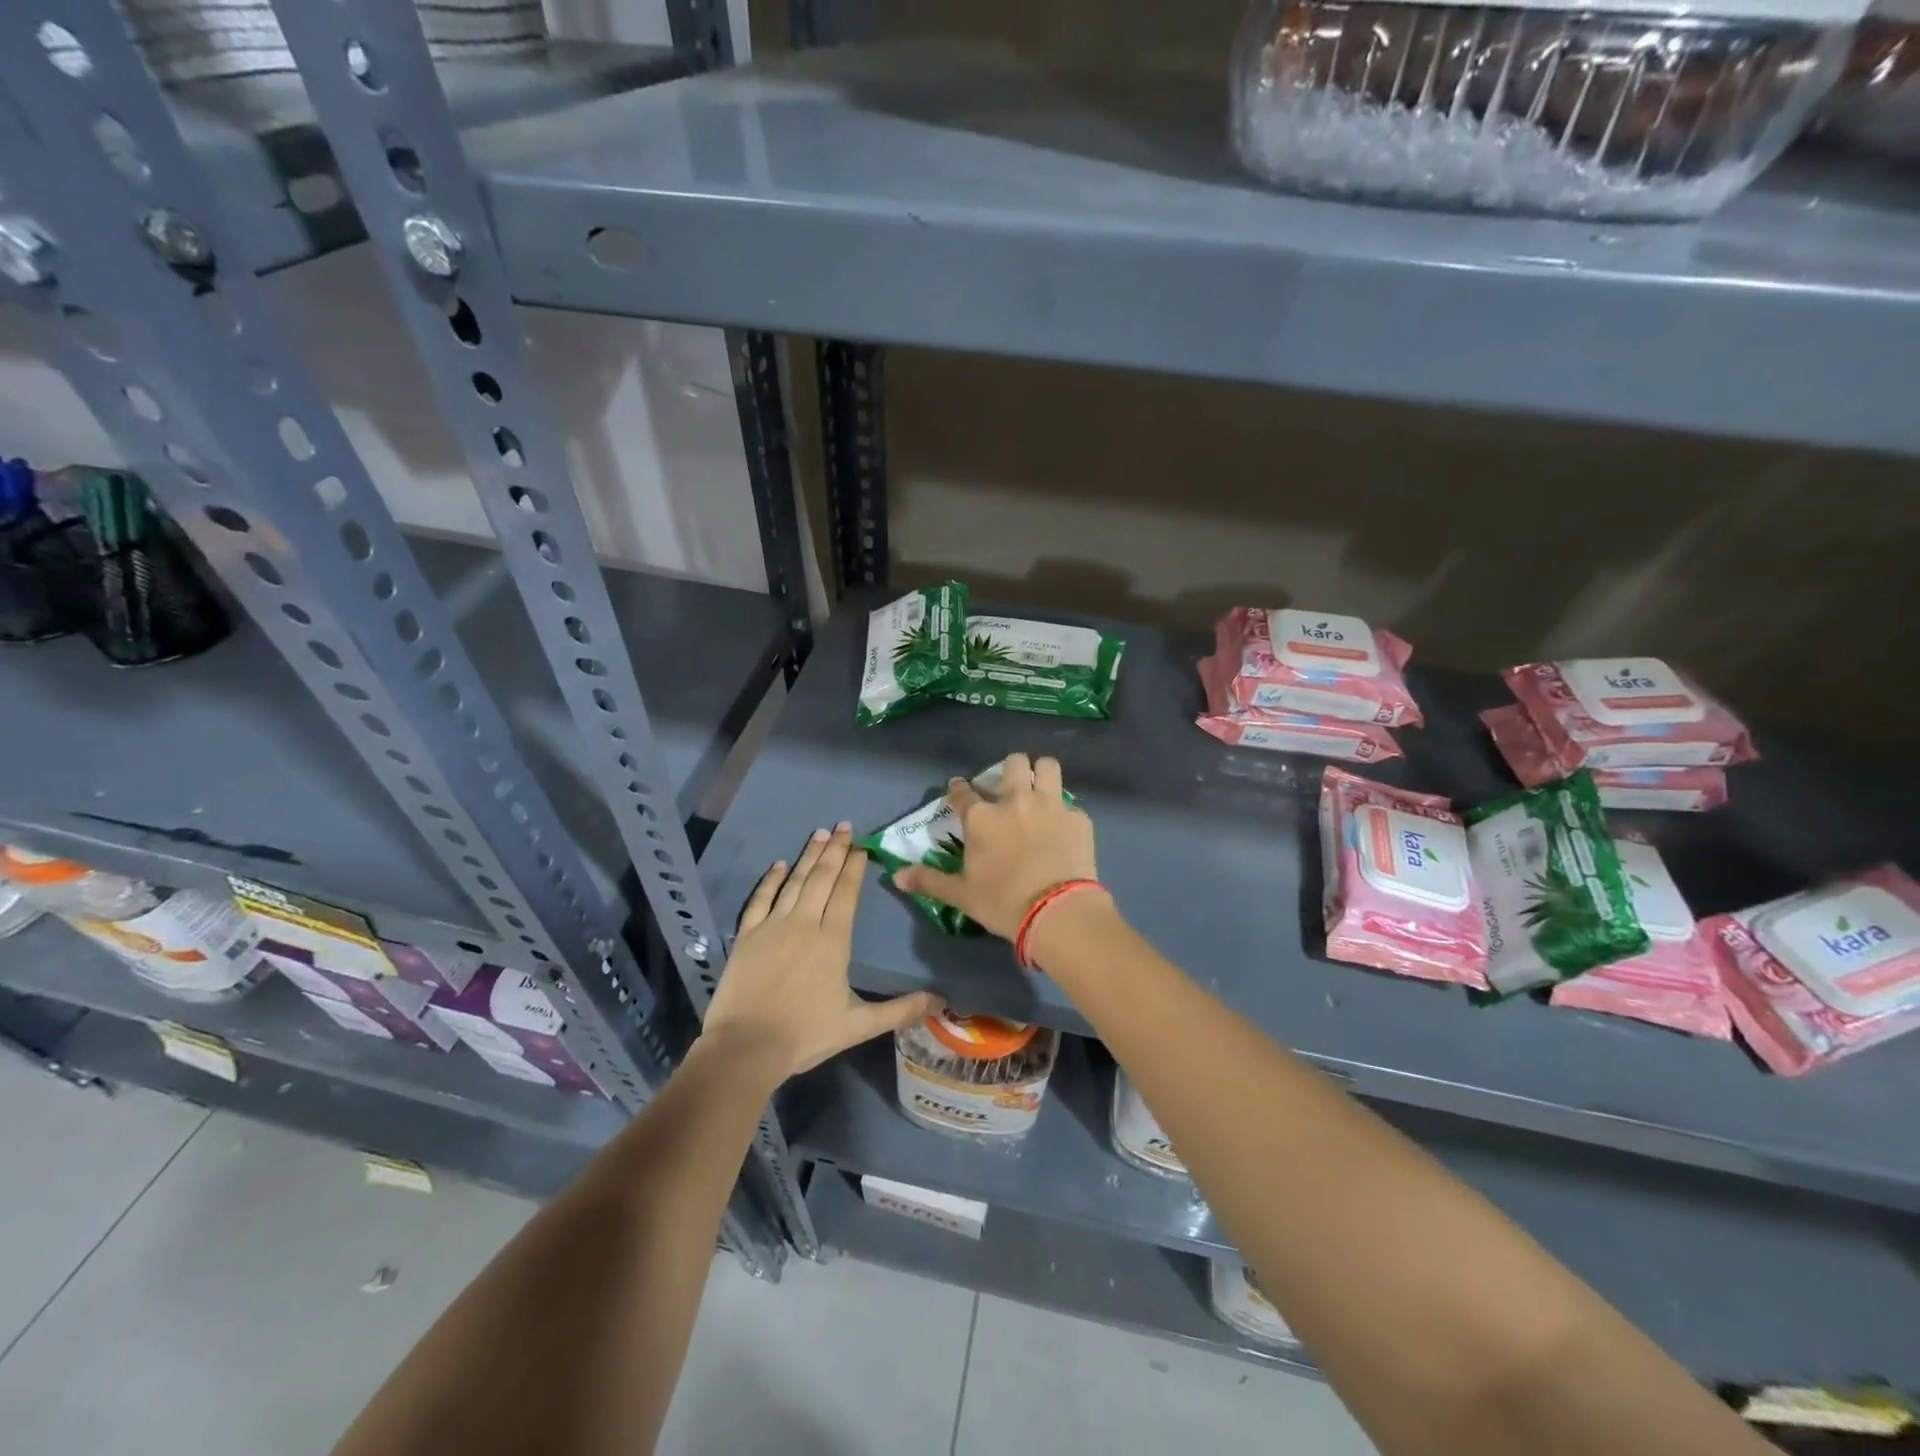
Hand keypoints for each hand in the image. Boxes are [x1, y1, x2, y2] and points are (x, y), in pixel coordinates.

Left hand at [702, 823, 939, 1079]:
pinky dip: (770, 880)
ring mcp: (772, 926)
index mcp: (833, 940)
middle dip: (835, 850)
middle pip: (822, 878)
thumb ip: (900, 1010)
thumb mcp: (858, 1025)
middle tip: (843, 825)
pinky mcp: (746, 936)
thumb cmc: (805, 1035)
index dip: (854, 867)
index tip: (861, 846)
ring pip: (794, 882)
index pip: (846, 893)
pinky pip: (760, 899)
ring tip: (819, 833)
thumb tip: (941, 1001)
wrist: (745, 1047)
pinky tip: (779, 864)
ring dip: (808, 856)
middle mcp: (804, 923)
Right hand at [893, 753, 1098, 940]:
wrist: (1057, 912)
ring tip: (1040, 788)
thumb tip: (897, 876)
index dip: (958, 789)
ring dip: (1041, 773)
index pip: (962, 792)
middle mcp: (1014, 801)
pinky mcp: (1077, 818)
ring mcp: (1050, 805)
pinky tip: (1063, 829)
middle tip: (1009, 787)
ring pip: (1046, 766)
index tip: (958, 789)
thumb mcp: (961, 895)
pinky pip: (1070, 804)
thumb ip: (930, 881)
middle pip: (1012, 764)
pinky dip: (1065, 813)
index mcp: (982, 818)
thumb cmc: (1003, 903)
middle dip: (1009, 769)